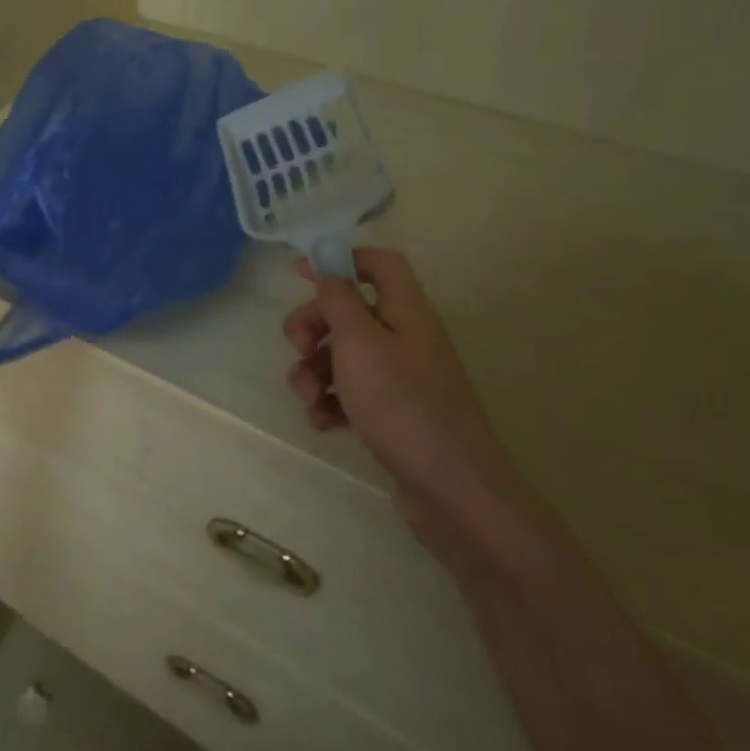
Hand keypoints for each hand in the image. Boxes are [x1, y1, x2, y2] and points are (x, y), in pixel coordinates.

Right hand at [283, 248, 530, 553]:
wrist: (453, 491)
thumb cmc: (402, 405)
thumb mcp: (359, 343)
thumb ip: (338, 300)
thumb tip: (327, 269)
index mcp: (406, 312)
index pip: (379, 263)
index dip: (341, 259)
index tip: (301, 273)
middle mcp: (406, 338)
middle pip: (350, 310)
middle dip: (313, 325)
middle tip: (296, 346)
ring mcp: (401, 378)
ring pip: (344, 354)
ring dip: (314, 369)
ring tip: (306, 397)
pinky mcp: (394, 413)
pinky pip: (352, 392)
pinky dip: (330, 402)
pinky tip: (322, 421)